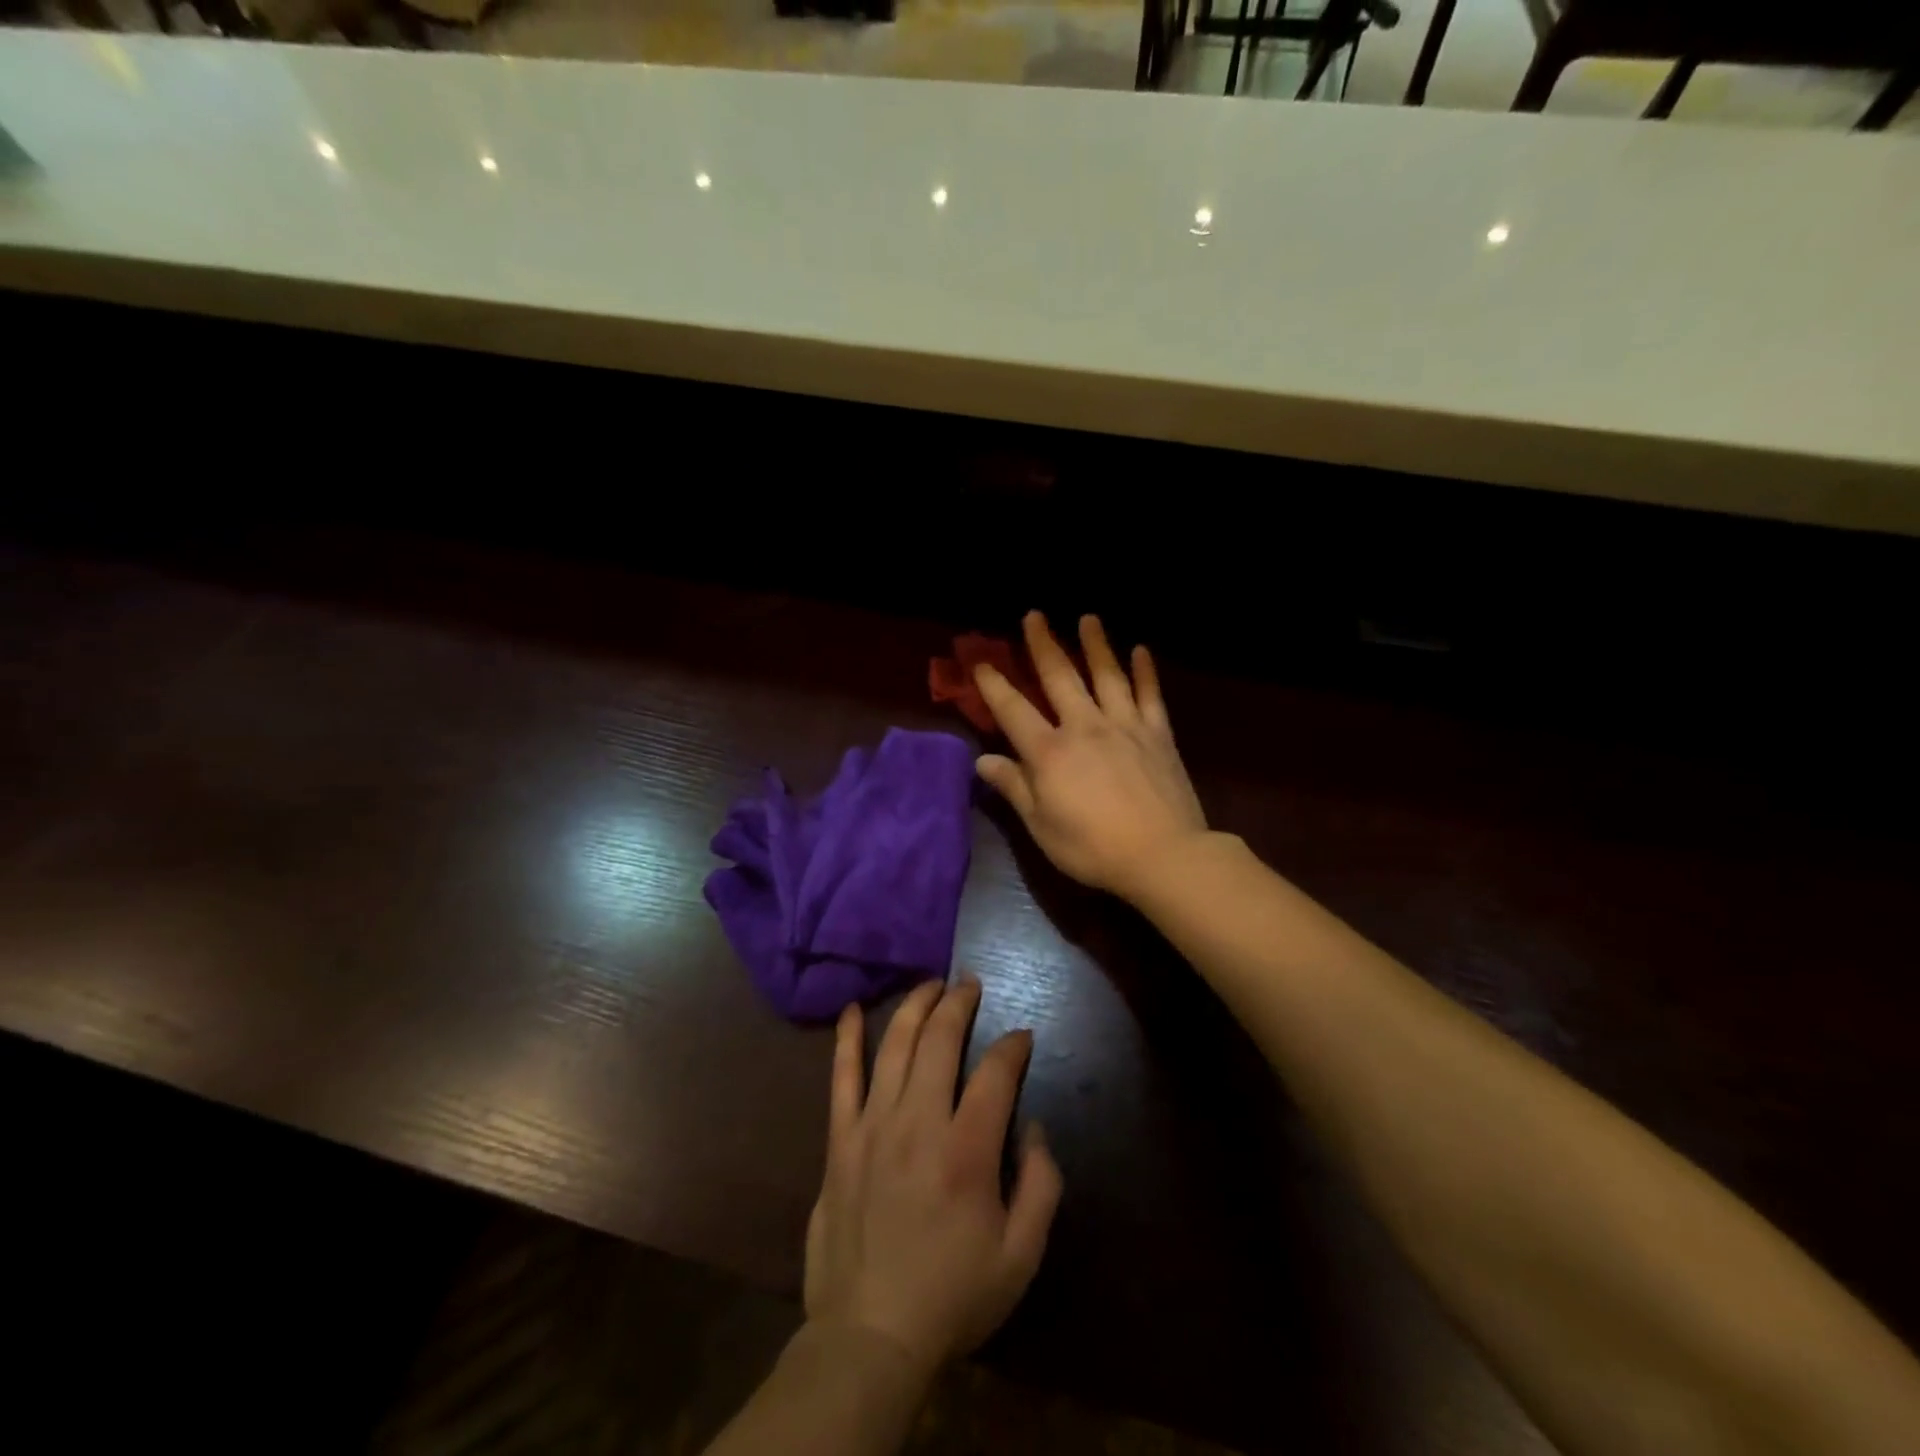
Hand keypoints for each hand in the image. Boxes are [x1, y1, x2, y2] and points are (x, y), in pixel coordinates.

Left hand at [804, 977, 1062, 1373]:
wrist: (869, 1335)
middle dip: (959, 1003)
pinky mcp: (840, 1140)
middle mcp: (918, 1122)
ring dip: (914, 1006)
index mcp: (967, 1150)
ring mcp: (873, 1126)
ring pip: (894, 1045)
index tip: (1021, 1036)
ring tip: (931, 984)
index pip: (995, 1072)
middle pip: (940, 1040)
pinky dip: (846, 1040)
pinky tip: (850, 1010)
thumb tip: (1033, 1128)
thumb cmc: (952, 1296)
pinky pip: (841, 1078)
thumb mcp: (1021, 1256)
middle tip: (970, 984)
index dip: (1013, 1046)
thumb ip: (1041, 1184)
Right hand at [974, 612, 1207, 901]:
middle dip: (1043, 644)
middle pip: (1060, 677)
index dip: (993, 685)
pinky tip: (1141, 650)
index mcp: (1049, 752)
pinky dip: (1145, 671)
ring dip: (1095, 644)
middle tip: (1034, 615)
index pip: (1013, 710)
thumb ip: (1013, 788)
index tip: (980, 662)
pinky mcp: (1158, 734)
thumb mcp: (1041, 826)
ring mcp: (1125, 726)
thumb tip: (982, 761)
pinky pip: (1150, 694)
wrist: (1163, 856)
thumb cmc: (1092, 848)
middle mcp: (1084, 727)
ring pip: (1107, 675)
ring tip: (1088, 618)